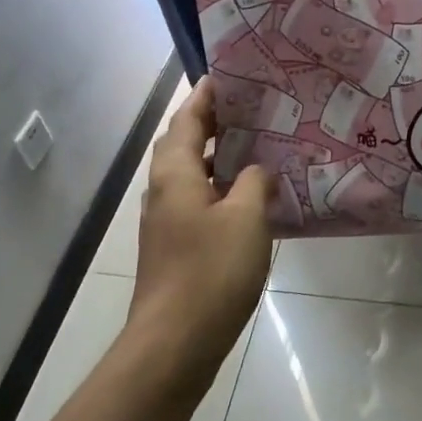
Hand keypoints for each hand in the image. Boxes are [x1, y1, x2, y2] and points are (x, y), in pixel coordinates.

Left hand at [128, 78, 272, 377]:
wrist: (175, 342)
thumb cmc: (210, 271)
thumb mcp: (246, 218)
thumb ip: (255, 182)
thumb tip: (258, 169)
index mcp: (174, 174)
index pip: (186, 120)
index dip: (206, 97)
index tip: (228, 78)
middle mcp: (163, 192)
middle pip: (182, 145)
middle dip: (212, 125)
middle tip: (251, 111)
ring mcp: (166, 223)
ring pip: (190, 176)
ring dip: (217, 159)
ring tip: (257, 148)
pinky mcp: (174, 248)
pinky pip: (198, 203)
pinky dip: (220, 190)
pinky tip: (250, 200)